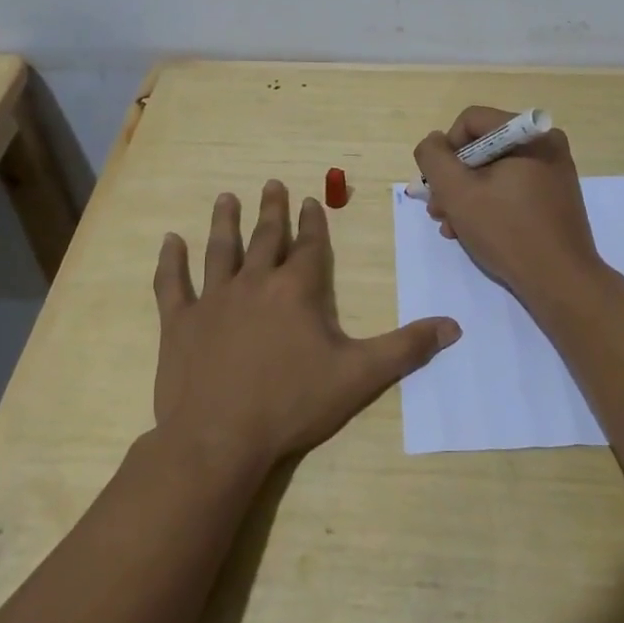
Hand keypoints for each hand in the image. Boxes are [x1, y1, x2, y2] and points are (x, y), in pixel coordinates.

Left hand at [153, 179, 460, 470]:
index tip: (311, 199)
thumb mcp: (359, 376)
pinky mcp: (179, 322)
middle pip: (266, 238)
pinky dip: (171, 261)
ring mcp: (213, 300)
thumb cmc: (292, 404)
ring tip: (226, 197)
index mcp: (297, 290)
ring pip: (221, 250)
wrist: (218, 439)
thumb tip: (453, 327)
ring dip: (225, 222)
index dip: (313, 221)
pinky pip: (173, 284)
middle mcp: (255, 283)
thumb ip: (406, 348)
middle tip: (271, 183)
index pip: (309, 246)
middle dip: (272, 210)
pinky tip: (169, 240)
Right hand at [413, 107, 604, 301]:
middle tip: (438, 210)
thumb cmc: (508, 231)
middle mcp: (545, 144)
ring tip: (451, 227)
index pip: (471, 121)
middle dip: (454, 179)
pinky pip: (511, 188)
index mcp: (530, 134)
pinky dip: (489, 204)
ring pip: (494, 171)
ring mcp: (553, 172)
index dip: (446, 150)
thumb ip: (434, 158)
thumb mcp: (457, 192)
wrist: (561, 282)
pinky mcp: (554, 197)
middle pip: (482, 148)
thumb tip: (434, 141)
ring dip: (466, 196)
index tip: (439, 185)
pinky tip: (472, 231)